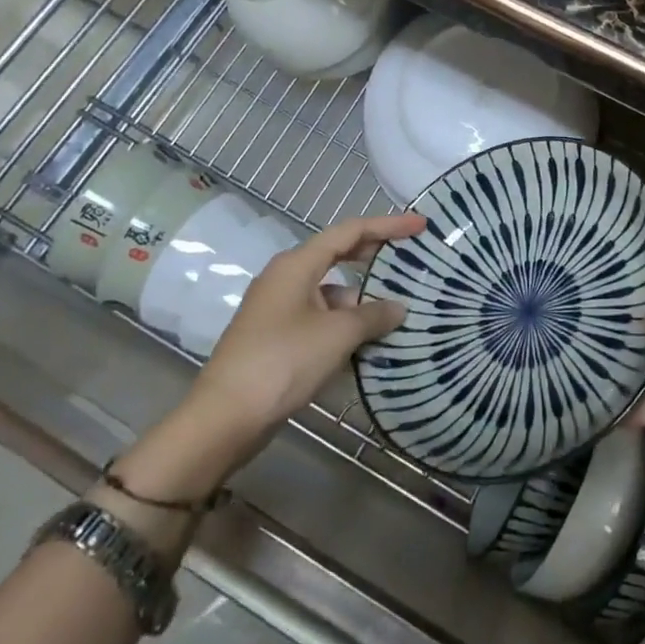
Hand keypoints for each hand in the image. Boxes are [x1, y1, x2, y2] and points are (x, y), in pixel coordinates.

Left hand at [192, 211, 424, 435]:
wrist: (224, 418)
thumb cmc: (283, 362)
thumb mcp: (337, 335)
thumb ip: (373, 316)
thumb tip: (398, 308)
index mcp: (298, 264)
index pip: (351, 231)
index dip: (389, 225)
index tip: (421, 225)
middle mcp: (286, 277)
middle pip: (338, 254)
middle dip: (374, 256)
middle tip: (410, 258)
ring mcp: (278, 307)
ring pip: (330, 291)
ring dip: (361, 299)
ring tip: (396, 312)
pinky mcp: (276, 336)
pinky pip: (319, 316)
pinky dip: (344, 323)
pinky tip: (366, 342)